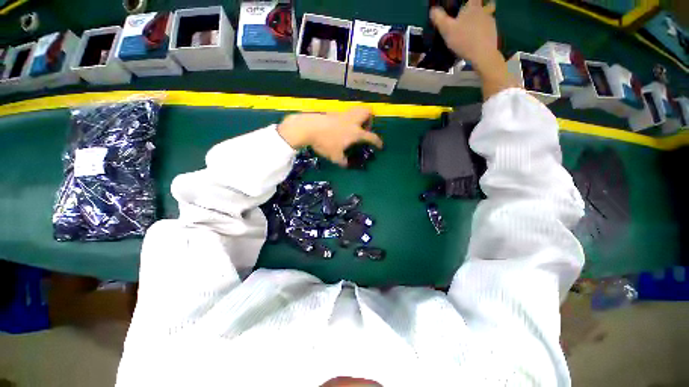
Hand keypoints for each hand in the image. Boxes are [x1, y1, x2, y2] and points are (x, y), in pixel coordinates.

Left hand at [277, 107, 382, 166]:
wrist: (309, 128)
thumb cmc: (325, 143)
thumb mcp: (335, 157)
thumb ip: (343, 162)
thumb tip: (346, 164)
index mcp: (356, 132)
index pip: (372, 136)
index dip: (378, 142)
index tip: (380, 146)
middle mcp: (352, 121)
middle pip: (368, 112)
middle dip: (370, 120)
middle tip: (365, 130)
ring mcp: (344, 114)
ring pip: (358, 109)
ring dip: (360, 116)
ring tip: (355, 127)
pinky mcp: (335, 112)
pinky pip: (347, 112)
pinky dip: (349, 118)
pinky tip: (342, 126)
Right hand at [431, 0, 517, 99]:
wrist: (484, 58)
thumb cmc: (465, 42)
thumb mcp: (447, 31)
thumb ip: (439, 19)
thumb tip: (432, 10)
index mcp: (473, 8)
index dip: (472, 0)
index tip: (467, 4)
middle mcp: (485, 13)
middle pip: (486, 4)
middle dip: (481, 6)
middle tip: (475, 11)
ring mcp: (491, 24)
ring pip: (489, 15)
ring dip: (484, 16)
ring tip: (475, 24)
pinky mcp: (494, 36)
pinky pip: (490, 28)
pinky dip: (485, 29)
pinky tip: (480, 38)